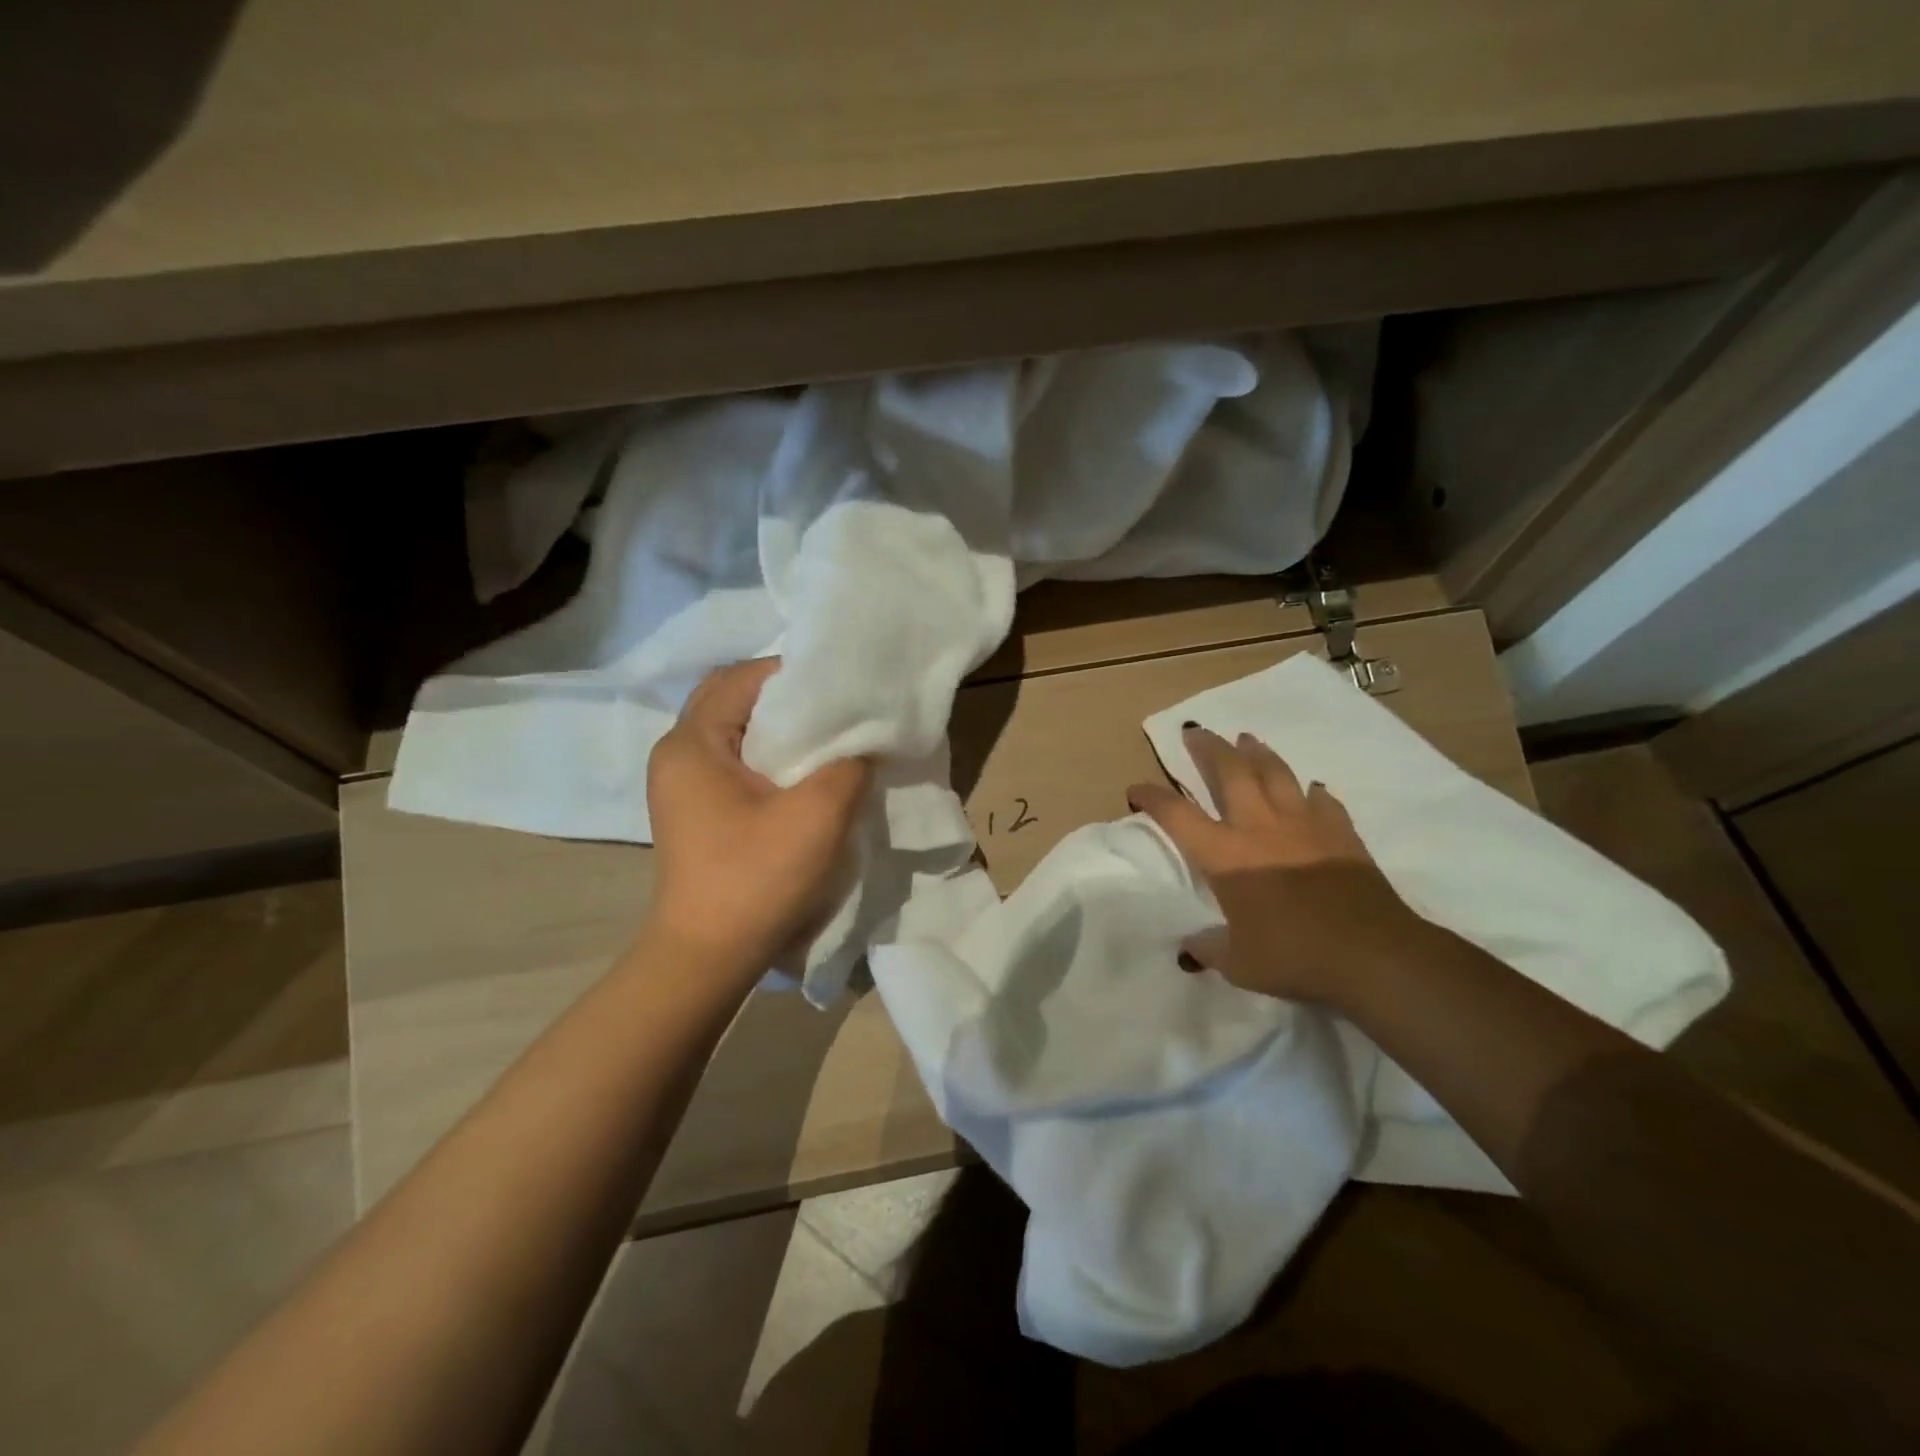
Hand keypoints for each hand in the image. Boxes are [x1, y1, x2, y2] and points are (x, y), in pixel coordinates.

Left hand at [645, 658, 870, 976]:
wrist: (709, 958)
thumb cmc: (757, 879)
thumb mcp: (819, 814)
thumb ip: (849, 764)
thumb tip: (863, 743)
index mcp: (692, 742)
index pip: (744, 678)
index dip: (796, 674)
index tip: (843, 686)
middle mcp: (679, 754)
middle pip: (736, 700)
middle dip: (788, 700)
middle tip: (838, 710)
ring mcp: (684, 785)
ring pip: (738, 733)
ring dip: (782, 731)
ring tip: (830, 739)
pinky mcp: (698, 811)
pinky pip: (737, 763)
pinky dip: (772, 758)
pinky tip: (807, 774)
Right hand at [1127, 725, 1430, 1003]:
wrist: (1373, 955)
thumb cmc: (1294, 957)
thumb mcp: (1239, 964)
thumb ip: (1210, 949)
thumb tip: (1192, 946)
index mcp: (1225, 856)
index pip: (1177, 816)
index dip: (1152, 798)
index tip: (1136, 790)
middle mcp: (1259, 829)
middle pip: (1230, 773)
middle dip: (1208, 749)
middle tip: (1196, 732)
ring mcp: (1304, 827)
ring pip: (1276, 774)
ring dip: (1258, 753)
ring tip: (1246, 739)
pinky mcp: (1341, 835)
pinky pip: (1323, 802)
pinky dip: (1313, 793)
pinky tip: (1311, 789)